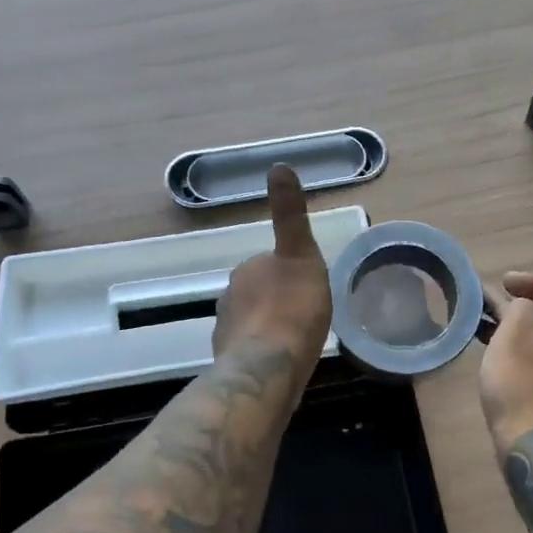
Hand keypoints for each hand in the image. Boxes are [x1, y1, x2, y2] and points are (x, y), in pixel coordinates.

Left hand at [212, 164, 331, 365]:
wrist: (268, 367)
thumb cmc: (292, 309)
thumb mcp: (301, 254)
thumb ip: (290, 215)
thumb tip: (279, 165)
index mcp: (248, 270)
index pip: (268, 263)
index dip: (289, 274)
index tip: (306, 290)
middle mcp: (229, 295)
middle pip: (258, 292)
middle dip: (277, 300)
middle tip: (304, 317)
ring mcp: (226, 330)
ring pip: (252, 322)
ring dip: (269, 327)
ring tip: (294, 343)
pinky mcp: (227, 360)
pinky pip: (249, 349)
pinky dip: (262, 352)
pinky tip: (279, 364)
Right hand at [478, 271, 532, 444]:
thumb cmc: (523, 379)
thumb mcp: (514, 330)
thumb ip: (520, 306)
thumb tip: (527, 308)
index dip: (530, 282)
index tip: (502, 282)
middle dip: (524, 307)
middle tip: (494, 304)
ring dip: (522, 329)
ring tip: (489, 328)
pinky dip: (528, 350)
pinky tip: (502, 354)